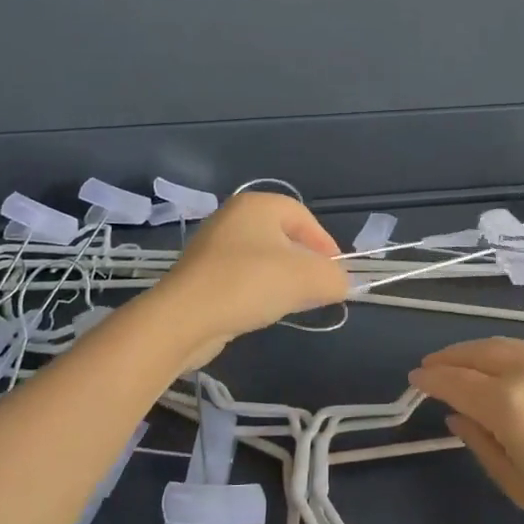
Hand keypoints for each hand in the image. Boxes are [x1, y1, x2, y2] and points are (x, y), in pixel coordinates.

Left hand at [158, 193, 349, 363]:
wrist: (184, 318)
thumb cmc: (250, 283)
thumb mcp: (308, 279)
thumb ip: (334, 278)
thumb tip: (339, 283)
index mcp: (258, 205)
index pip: (304, 218)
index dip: (326, 245)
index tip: (336, 273)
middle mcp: (233, 217)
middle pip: (284, 237)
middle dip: (306, 263)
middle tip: (319, 288)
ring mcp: (213, 245)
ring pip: (263, 258)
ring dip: (283, 279)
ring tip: (293, 302)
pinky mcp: (201, 274)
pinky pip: (242, 276)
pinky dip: (258, 290)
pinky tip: (262, 310)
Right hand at [412, 337, 523, 523]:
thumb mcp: (521, 486)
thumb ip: (483, 446)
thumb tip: (458, 418)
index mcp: (507, 404)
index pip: (456, 382)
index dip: (431, 380)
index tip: (413, 381)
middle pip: (476, 354)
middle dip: (448, 358)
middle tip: (429, 367)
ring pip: (500, 345)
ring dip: (472, 350)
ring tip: (458, 361)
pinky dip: (499, 351)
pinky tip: (497, 364)